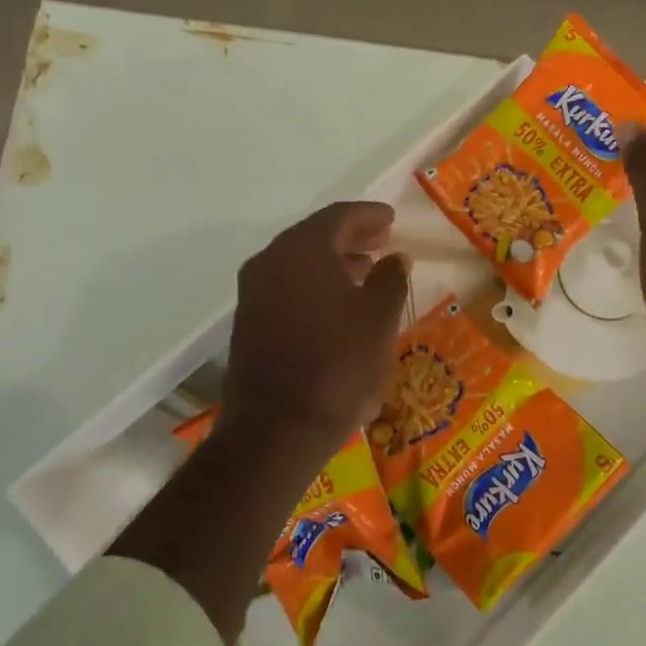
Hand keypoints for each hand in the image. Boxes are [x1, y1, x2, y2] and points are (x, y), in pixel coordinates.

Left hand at [219, 202, 409, 452]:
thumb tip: (396, 258)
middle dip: (351, 237)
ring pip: (299, 264)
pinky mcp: (249, 323)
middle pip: (315, 237)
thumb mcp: (378, 319)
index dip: (369, 215)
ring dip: (334, 263)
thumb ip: (390, 280)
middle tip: (383, 240)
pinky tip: (340, 305)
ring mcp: (254, 294)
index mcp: (301, 250)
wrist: (276, 430)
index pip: (338, 217)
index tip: (392, 218)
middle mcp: (270, 262)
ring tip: (367, 271)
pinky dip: (315, 286)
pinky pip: (288, 288)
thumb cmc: (338, 365)